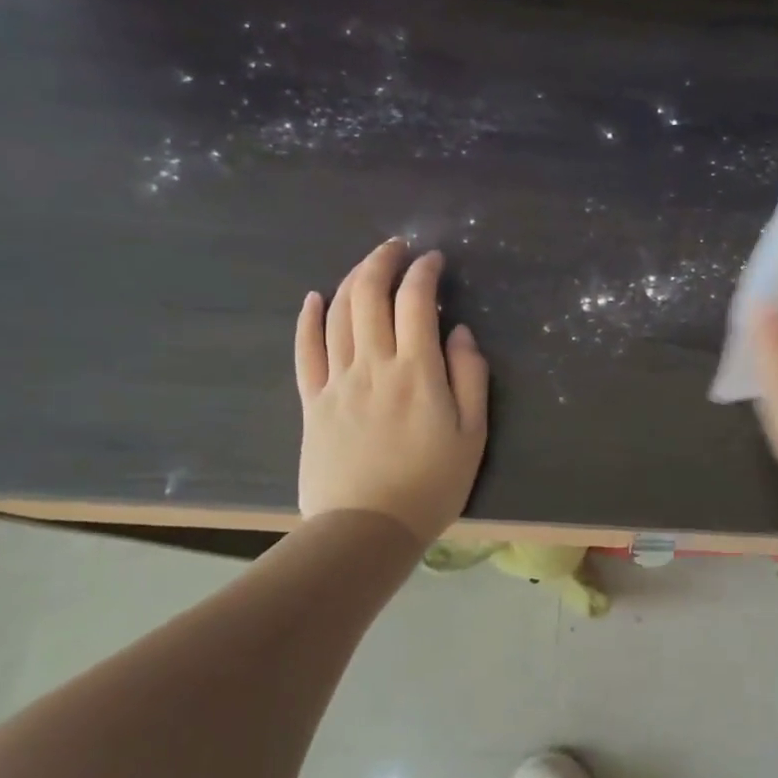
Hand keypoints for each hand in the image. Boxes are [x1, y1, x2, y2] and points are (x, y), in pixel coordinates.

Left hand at [293, 239, 488, 542]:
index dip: (424, 271)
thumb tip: (459, 333)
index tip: (434, 260)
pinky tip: (314, 299)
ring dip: (352, 280)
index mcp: (416, 371)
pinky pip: (305, 351)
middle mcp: (373, 365)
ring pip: (338, 315)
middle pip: (369, 295)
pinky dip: (308, 319)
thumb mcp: (472, 434)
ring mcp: (337, 381)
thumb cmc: (430, 485)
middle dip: (383, 261)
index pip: (416, 301)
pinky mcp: (312, 402)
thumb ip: (470, 378)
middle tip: (398, 248)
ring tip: (368, 266)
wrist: (367, 530)